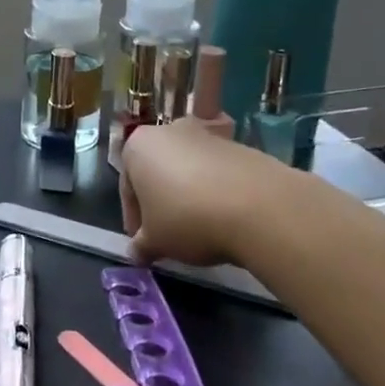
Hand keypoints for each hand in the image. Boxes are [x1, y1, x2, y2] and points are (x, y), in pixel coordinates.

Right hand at [120, 119, 287, 263]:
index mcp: (138, 146)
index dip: (134, 218)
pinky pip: (218, 172)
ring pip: (188, 170)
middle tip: (168, 234)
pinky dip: (216, 192)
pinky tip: (225, 219)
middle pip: (158, 172)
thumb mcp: (156, 241)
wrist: (258, 206)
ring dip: (189, 195)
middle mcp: (169, 131)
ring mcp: (207, 135)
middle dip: (161, 202)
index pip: (127, 187)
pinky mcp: (240, 146)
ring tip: (200, 229)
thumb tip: (136, 253)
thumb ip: (142, 245)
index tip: (144, 242)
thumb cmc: (186, 218)